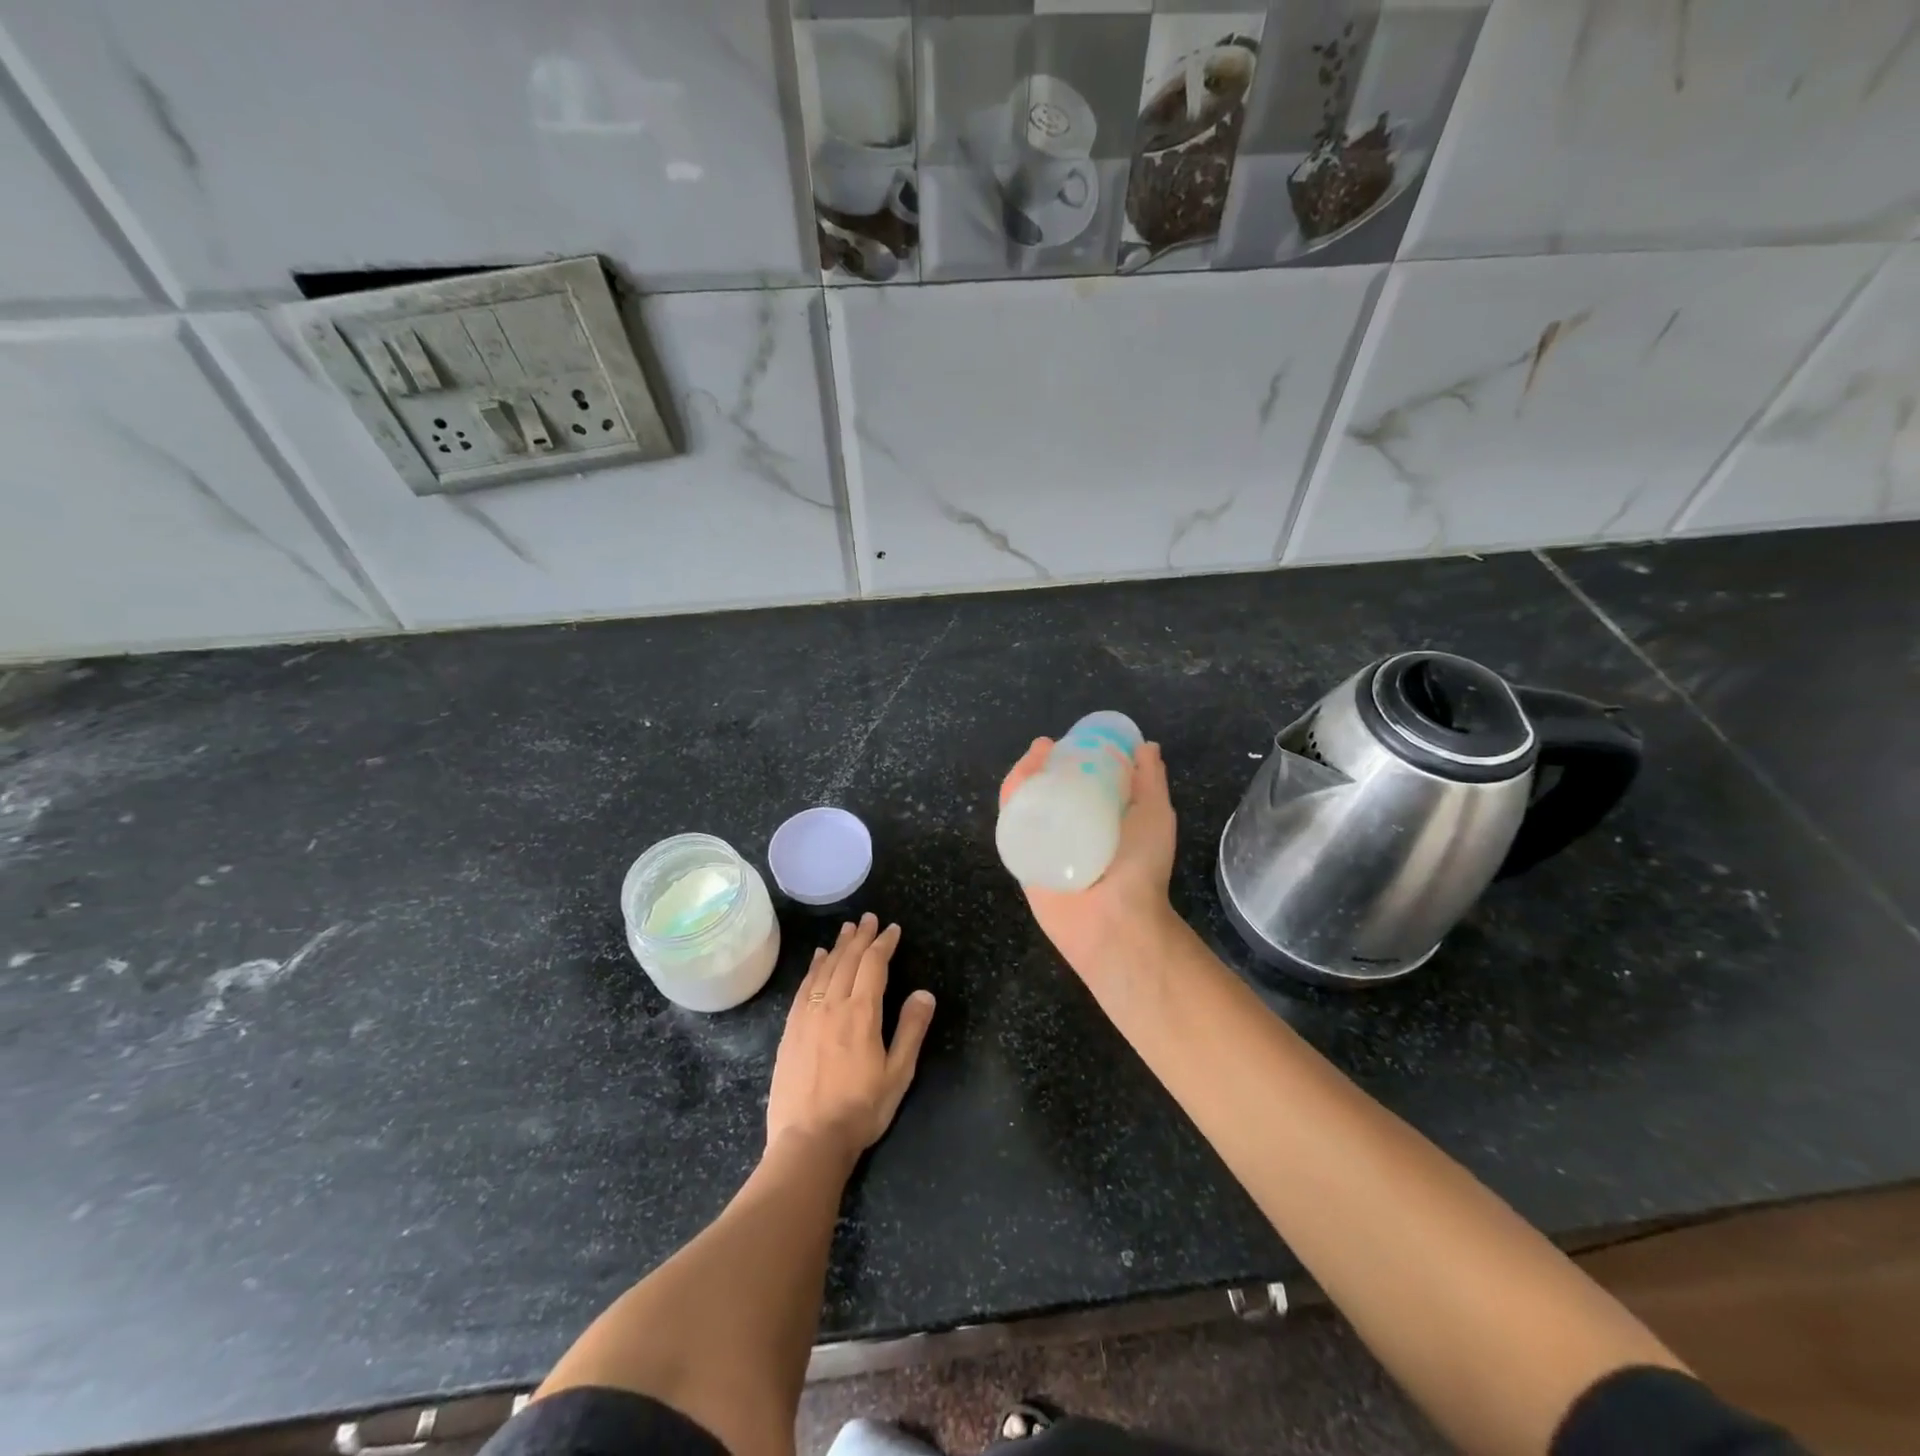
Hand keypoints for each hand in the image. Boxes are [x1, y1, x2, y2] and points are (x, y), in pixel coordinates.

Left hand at [766, 914, 935, 1166]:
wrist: (808, 1141)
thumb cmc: (860, 1109)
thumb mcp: (898, 1074)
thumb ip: (911, 1030)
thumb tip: (924, 993)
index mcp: (862, 1013)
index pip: (874, 965)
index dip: (884, 944)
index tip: (892, 929)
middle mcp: (833, 1005)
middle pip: (848, 961)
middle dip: (861, 937)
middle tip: (869, 919)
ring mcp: (808, 1016)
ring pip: (824, 969)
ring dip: (837, 946)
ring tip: (847, 930)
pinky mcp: (791, 1030)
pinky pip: (804, 987)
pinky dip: (814, 968)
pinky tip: (817, 959)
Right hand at [999, 737, 1180, 982]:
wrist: (1116, 921)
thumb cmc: (1141, 867)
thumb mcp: (1155, 814)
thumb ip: (1150, 781)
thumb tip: (1147, 746)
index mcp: (1100, 820)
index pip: (1081, 782)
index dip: (1074, 757)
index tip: (1072, 740)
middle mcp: (1070, 830)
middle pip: (1048, 789)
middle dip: (1042, 764)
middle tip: (1043, 747)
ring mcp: (1046, 845)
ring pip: (1026, 804)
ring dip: (1023, 777)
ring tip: (1031, 759)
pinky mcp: (1024, 860)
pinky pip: (1011, 827)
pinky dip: (1010, 802)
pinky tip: (1016, 786)